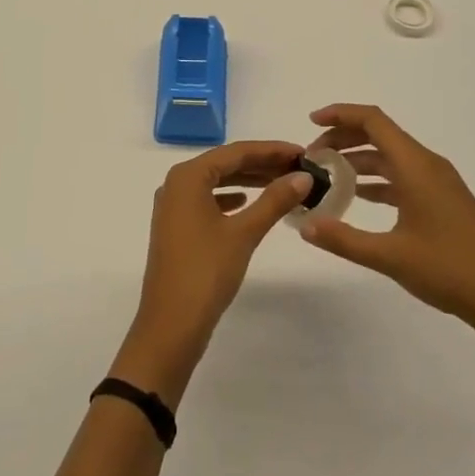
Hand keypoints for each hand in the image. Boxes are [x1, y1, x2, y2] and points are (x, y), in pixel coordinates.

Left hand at [111, 141, 313, 403]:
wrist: (170, 325)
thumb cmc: (206, 271)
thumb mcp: (244, 232)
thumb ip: (274, 200)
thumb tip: (303, 176)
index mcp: (188, 176)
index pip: (236, 152)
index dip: (271, 150)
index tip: (302, 152)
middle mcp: (176, 183)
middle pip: (225, 164)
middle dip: (261, 164)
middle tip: (297, 168)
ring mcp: (173, 206)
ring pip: (217, 182)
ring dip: (248, 181)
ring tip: (281, 184)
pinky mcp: (176, 227)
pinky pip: (208, 200)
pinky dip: (231, 198)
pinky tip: (246, 203)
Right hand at [296, 104, 474, 356]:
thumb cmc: (450, 270)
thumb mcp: (390, 257)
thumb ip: (344, 239)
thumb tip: (305, 226)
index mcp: (415, 165)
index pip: (373, 120)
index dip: (340, 114)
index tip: (311, 123)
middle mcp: (427, 165)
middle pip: (379, 135)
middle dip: (343, 139)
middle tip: (312, 158)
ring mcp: (438, 183)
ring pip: (390, 157)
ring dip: (358, 161)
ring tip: (327, 177)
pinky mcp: (443, 201)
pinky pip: (402, 177)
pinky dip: (377, 180)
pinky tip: (358, 197)